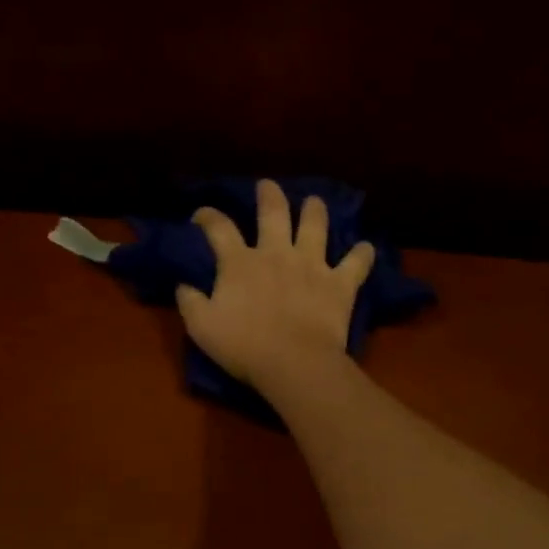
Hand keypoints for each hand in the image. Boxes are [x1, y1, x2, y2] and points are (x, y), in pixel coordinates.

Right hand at [175, 179, 375, 393]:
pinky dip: (362, 254)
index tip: (202, 215)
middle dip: (269, 195)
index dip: (208, 216)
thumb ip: (190, 302)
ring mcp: (312, 265)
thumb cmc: (243, 346)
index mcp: (239, 262)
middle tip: (267, 186)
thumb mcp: (202, 327)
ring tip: (314, 202)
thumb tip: (183, 285)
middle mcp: (276, 253)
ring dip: (315, 210)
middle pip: (273, 212)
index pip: (219, 228)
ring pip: (316, 226)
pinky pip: (356, 263)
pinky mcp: (340, 283)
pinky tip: (365, 248)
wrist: (293, 362)